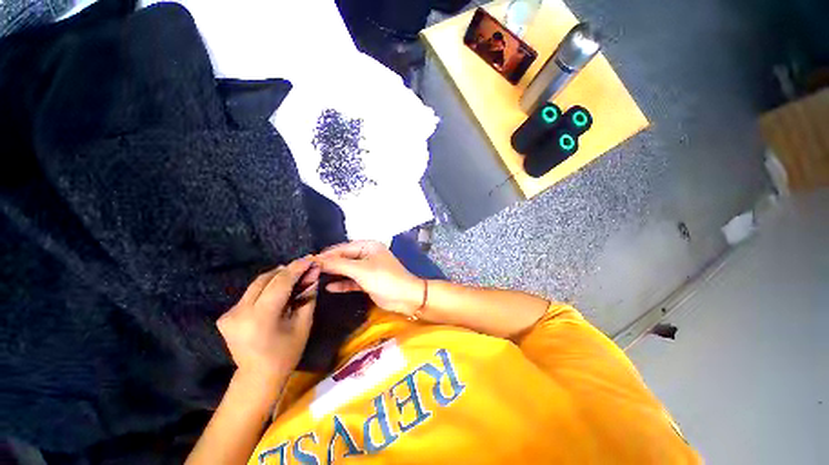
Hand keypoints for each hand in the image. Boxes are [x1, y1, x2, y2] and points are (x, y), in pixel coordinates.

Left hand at [216, 256, 319, 381]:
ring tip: (294, 276)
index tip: (310, 259)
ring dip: (277, 277)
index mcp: (260, 317)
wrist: (258, 376)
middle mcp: (240, 312)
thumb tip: (314, 273)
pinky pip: (251, 294)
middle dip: (287, 270)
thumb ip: (308, 295)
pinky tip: (278, 291)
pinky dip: (267, 288)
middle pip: (266, 279)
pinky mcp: (226, 316)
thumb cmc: (286, 352)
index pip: (280, 282)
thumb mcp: (303, 323)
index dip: (296, 268)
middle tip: (304, 266)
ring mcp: (229, 314)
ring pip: (257, 284)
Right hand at [317, 241, 424, 315]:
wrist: (405, 297)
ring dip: (335, 273)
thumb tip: (317, 260)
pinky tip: (329, 287)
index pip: (343, 248)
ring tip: (315, 277)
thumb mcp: (361, 270)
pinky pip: (352, 281)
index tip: (308, 261)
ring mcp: (368, 269)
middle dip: (329, 263)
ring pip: (348, 269)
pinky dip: (342, 283)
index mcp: (368, 246)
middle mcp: (368, 255)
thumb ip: (339, 264)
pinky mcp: (368, 282)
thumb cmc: (384, 279)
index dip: (327, 254)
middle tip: (309, 270)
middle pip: (344, 258)